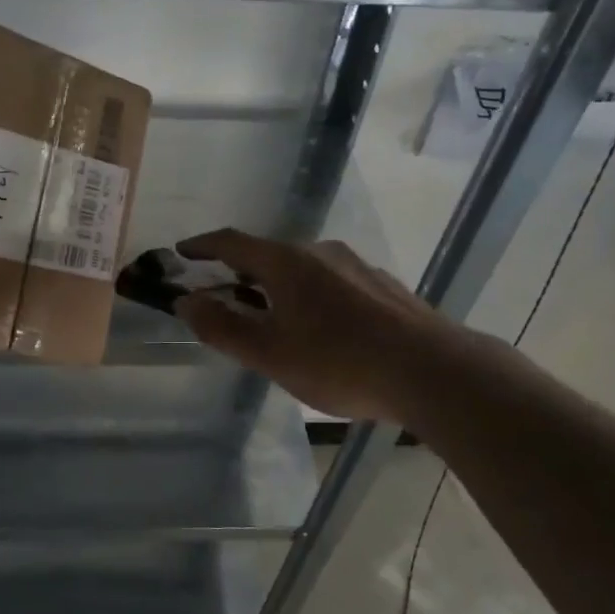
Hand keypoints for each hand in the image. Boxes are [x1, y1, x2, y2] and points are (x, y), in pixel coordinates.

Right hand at [174, 229, 457, 421]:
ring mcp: (356, 266)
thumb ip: (222, 327)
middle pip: (268, 254)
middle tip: (222, 296)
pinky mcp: (382, 286)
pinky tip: (320, 330)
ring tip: (269, 317)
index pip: (232, 242)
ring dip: (276, 286)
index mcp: (287, 262)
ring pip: (302, 269)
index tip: (182, 252)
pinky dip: (309, 296)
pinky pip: (331, 283)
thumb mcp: (269, 353)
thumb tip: (185, 301)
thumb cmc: (340, 362)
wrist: (432, 371)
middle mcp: (321, 252)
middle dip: (239, 272)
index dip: (202, 246)